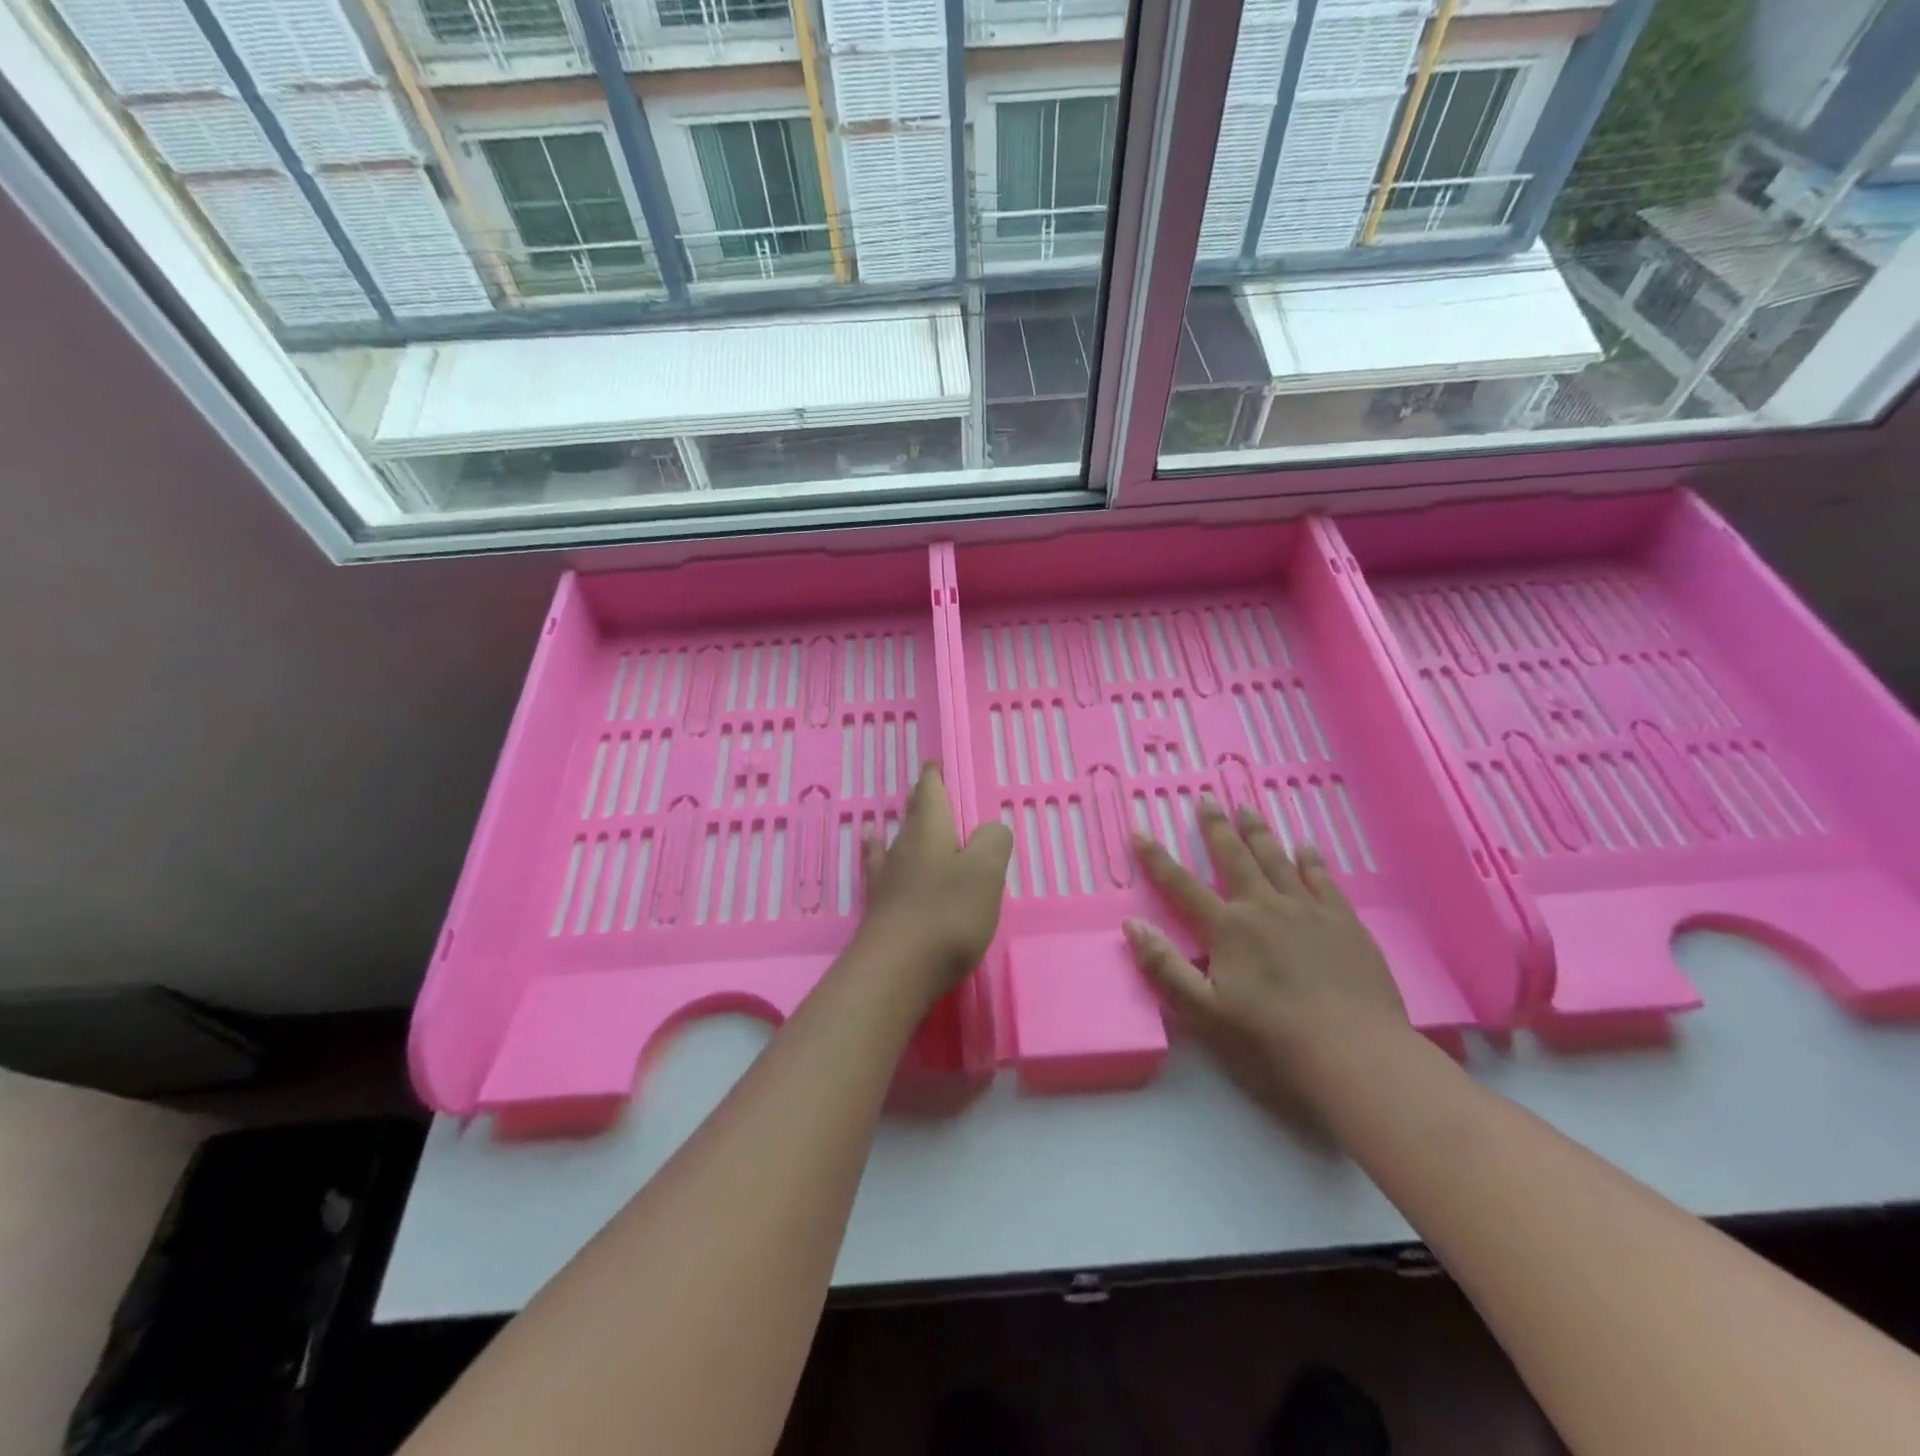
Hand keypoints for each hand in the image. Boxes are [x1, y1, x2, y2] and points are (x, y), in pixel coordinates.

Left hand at [857, 764, 1013, 1007]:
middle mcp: (903, 848)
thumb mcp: (985, 872)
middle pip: (912, 816)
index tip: (935, 763)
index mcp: (929, 831)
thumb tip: (989, 830)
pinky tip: (878, 865)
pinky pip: (883, 874)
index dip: (935, 776)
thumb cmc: (946, 915)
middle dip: (922, 802)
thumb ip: (992, 842)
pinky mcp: (881, 911)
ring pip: (895, 844)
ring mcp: (887, 880)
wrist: (896, 972)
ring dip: (902, 833)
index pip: (930, 791)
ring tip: (897, 823)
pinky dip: (882, 862)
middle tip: (929, 791)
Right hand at [1123, 800, 1409, 1125]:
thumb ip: (1165, 967)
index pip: (1182, 886)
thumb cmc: (1271, 1040)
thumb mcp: (1204, 1012)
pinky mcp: (1344, 922)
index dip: (1157, 860)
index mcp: (1227, 929)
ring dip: (1258, 833)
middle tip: (1207, 799)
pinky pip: (1323, 879)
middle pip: (1234, 859)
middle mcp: (1264, 907)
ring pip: (1277, 860)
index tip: (1140, 832)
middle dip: (1216, 828)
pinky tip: (1306, 846)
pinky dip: (1311, 860)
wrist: (1355, 1055)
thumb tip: (1132, 925)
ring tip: (1247, 808)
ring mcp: (1308, 910)